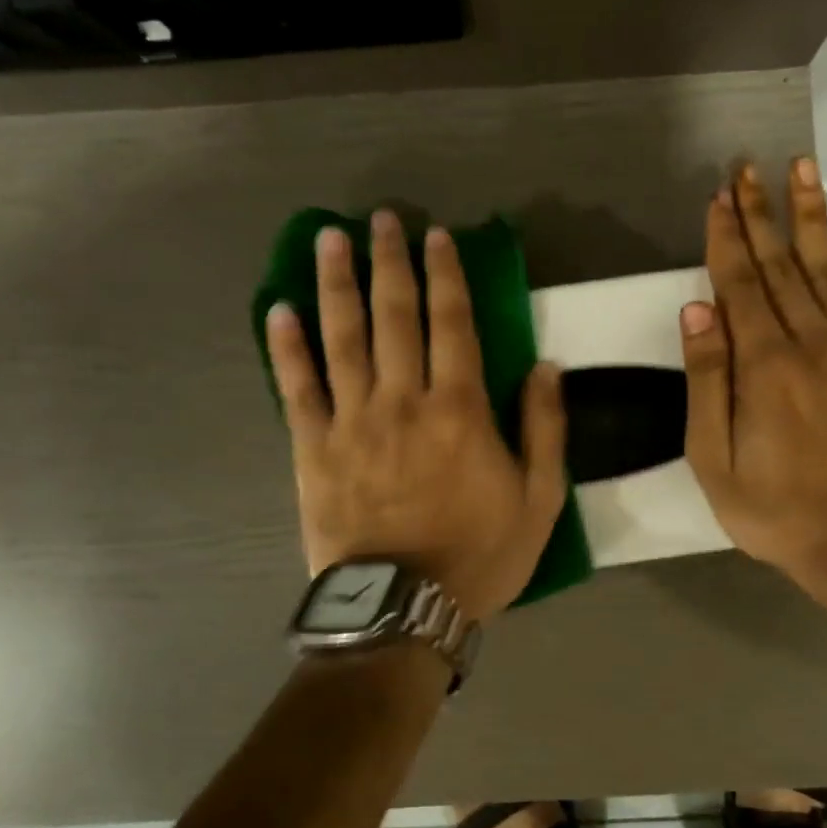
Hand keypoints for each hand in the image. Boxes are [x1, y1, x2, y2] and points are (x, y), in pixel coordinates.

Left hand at [265, 210, 566, 620]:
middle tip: (380, 219)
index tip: (437, 236)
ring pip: (342, 338)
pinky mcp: (313, 449)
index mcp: (460, 409)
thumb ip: (545, 429)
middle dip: (389, 261)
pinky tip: (279, 310)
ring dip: (335, 284)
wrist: (404, 607)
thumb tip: (547, 366)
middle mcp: (403, 400)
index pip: (453, 323)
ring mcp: (352, 421)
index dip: (446, 274)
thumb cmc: (478, 554)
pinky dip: (286, 347)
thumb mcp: (539, 499)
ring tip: (328, 239)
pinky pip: (297, 388)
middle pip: (394, 315)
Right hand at [680, 158, 826, 611]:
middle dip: (761, 213)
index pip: (739, 284)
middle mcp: (811, 343)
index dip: (726, 237)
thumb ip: (707, 380)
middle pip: (780, 266)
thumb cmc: (775, 509)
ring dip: (812, 218)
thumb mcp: (715, 459)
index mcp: (764, 365)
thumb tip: (696, 308)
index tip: (718, 196)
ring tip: (803, 169)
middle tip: (748, 167)